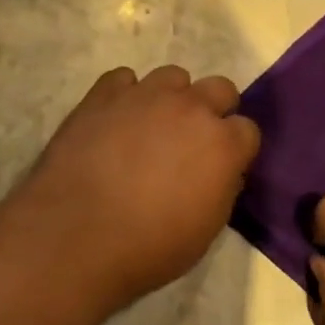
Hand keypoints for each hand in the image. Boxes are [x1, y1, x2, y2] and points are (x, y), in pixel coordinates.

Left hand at [8, 65, 260, 312]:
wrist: (76, 236)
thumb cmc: (148, 247)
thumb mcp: (205, 231)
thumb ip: (221, 189)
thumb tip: (222, 171)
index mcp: (222, 144)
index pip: (248, 130)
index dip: (236, 148)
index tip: (222, 166)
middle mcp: (191, 107)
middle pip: (220, 88)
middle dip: (212, 110)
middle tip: (191, 141)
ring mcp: (146, 95)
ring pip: (173, 76)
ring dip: (170, 97)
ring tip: (150, 126)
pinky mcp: (104, 93)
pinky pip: (124, 79)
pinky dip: (125, 96)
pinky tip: (114, 121)